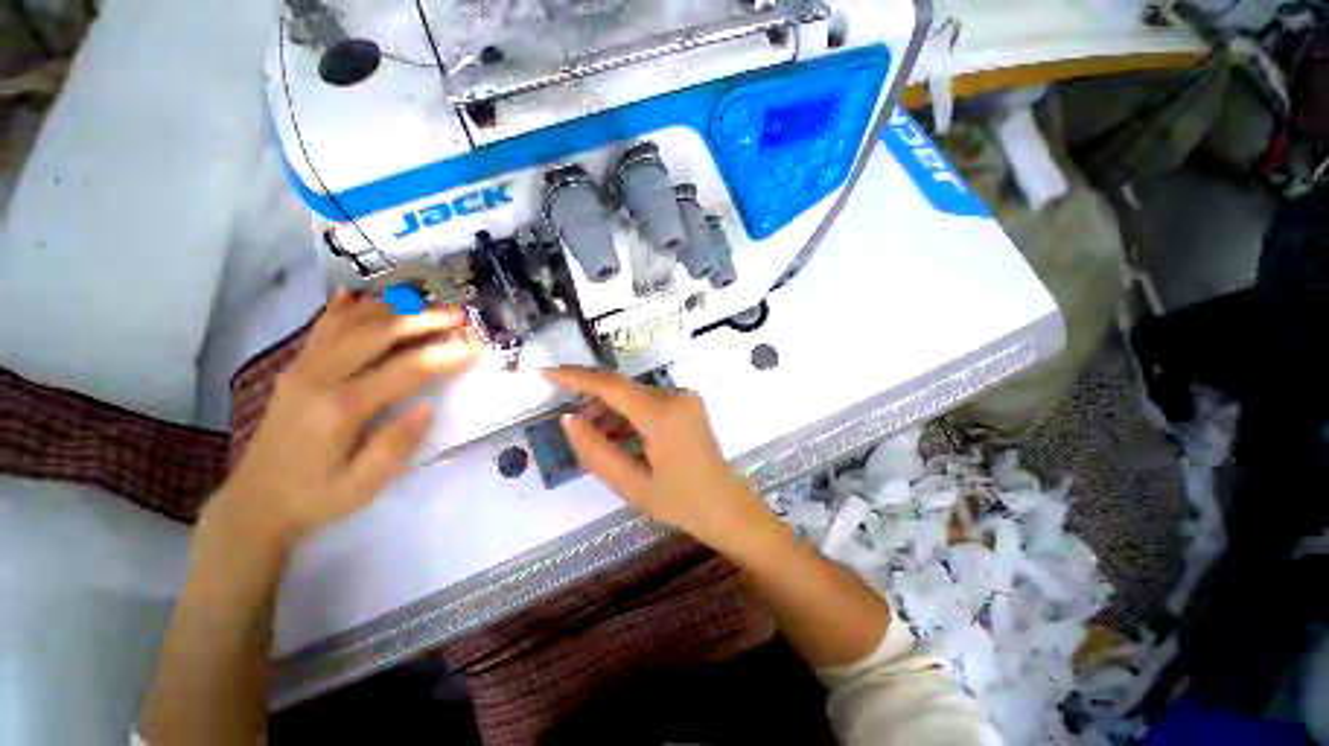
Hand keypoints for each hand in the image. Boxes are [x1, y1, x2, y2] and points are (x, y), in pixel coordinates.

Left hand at [205, 290, 482, 548]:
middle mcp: (320, 377)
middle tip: (459, 315)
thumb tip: (428, 408)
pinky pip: (321, 329)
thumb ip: (397, 446)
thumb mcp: (363, 487)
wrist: (254, 503)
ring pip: (351, 322)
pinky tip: (356, 294)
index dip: (447, 354)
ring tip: (427, 304)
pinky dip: (342, 309)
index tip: (477, 345)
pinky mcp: (295, 369)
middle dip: (424, 319)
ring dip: (393, 308)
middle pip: (379, 332)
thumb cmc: (315, 498)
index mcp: (342, 407)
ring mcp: (303, 368)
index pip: (407, 369)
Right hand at [541, 366, 766, 550]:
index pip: (610, 385)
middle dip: (593, 404)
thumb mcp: (631, 485)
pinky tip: (621, 439)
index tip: (544, 372)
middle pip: (622, 390)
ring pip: (635, 396)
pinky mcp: (689, 404)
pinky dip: (630, 416)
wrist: (727, 508)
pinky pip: (649, 402)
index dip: (574, 377)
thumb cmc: (681, 503)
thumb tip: (568, 419)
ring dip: (612, 412)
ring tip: (598, 440)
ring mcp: (686, 398)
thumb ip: (595, 451)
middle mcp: (676, 396)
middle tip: (574, 428)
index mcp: (662, 415)